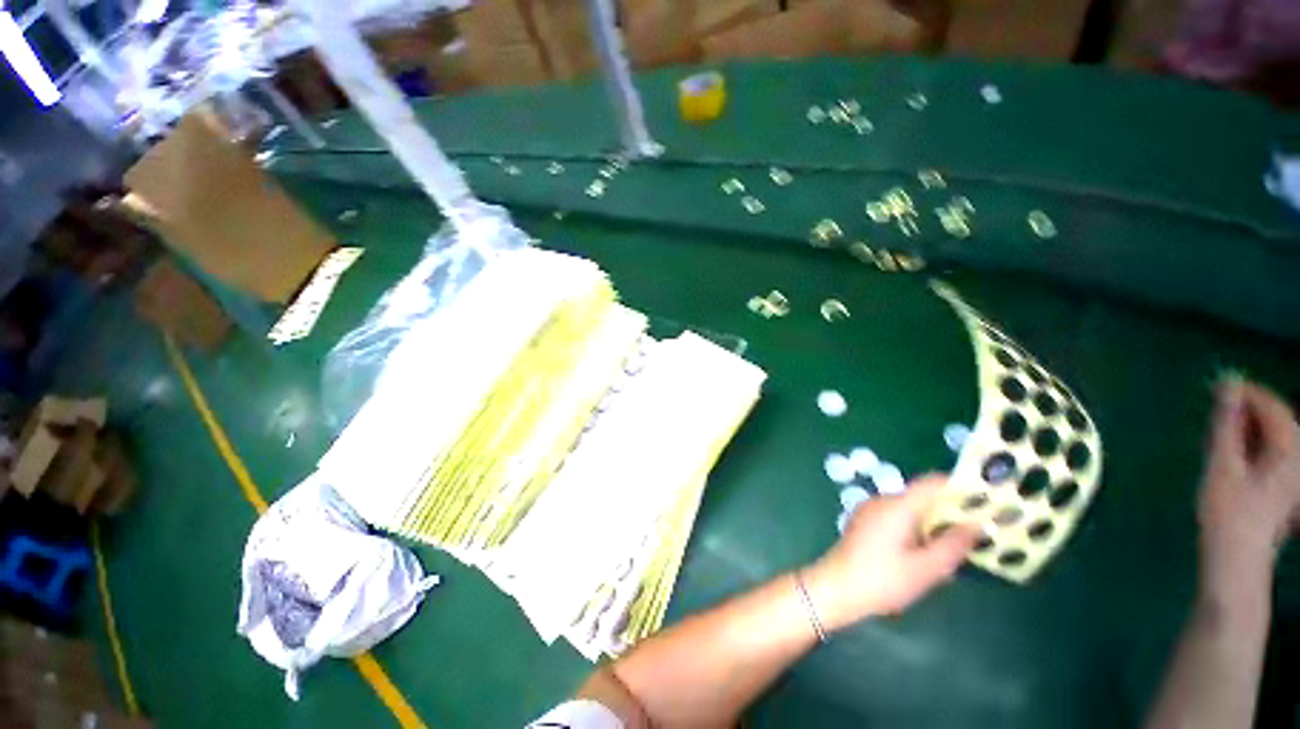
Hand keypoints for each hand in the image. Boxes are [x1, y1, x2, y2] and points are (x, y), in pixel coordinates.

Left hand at [802, 474, 977, 630]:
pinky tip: (927, 553)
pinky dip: (915, 528)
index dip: (959, 488)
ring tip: (956, 548)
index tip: (985, 501)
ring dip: (933, 523)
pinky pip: (897, 518)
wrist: (837, 587)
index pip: (931, 483)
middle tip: (978, 532)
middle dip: (950, 511)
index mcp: (897, 505)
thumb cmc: (884, 579)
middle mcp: (882, 501)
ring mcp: (870, 510)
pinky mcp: (865, 522)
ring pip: (910, 509)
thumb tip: (978, 525)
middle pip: (921, 497)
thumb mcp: (927, 568)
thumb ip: (954, 544)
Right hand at [1198, 379, 1299, 605]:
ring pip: (1274, 438)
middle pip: (1276, 421)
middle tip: (1215, 413)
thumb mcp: (1223, 464)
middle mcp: (1299, 458)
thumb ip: (1226, 423)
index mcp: (1290, 450)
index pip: (1273, 406)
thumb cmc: (1228, 512)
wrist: (1237, 560)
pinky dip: (1253, 447)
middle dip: (1247, 413)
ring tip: (1219, 436)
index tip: (1219, 385)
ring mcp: (1294, 475)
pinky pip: (1272, 453)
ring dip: (1248, 430)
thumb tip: (1227, 385)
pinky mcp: (1285, 487)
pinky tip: (1233, 456)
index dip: (1247, 393)